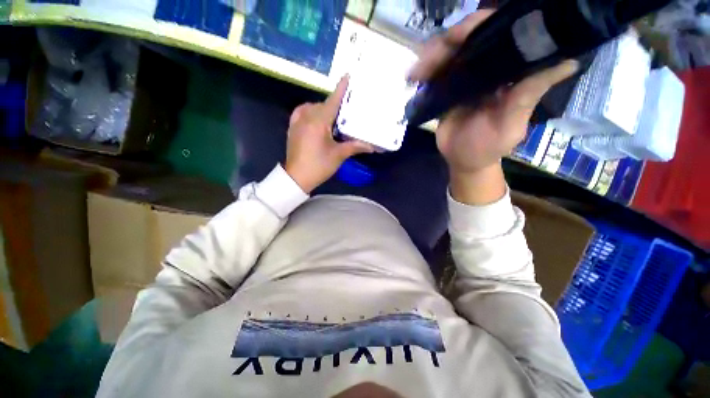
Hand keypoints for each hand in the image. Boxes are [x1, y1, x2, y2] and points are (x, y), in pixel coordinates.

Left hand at [285, 76, 373, 192]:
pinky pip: (301, 113)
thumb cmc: (319, 166)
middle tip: (346, 108)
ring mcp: (297, 122)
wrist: (297, 177)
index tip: (347, 76)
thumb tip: (372, 146)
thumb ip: (354, 146)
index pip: (332, 101)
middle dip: (334, 104)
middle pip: (322, 104)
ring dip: (322, 108)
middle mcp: (306, 117)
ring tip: (332, 117)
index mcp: (318, 122)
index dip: (340, 89)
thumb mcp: (338, 155)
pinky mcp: (292, 129)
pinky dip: (309, 111)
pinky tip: (315, 118)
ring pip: (311, 108)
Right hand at [409, 10, 577, 203]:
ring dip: (429, 58)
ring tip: (415, 73)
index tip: (459, 35)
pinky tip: (413, 78)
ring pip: (447, 55)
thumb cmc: (489, 147)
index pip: (499, 35)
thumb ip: (528, 96)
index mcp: (507, 72)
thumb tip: (568, 62)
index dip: (480, 27)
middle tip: (427, 58)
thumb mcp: (510, 125)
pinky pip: (435, 74)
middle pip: (467, 40)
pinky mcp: (446, 89)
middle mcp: (487, 68)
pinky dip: (423, 72)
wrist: (462, 159)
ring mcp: (464, 77)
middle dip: (446, 43)